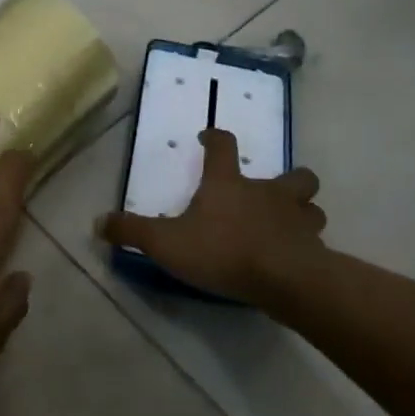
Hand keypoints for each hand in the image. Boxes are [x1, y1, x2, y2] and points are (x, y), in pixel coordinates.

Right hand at [98, 128, 324, 307]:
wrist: (283, 279)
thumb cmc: (222, 250)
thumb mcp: (166, 242)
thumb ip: (132, 231)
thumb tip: (97, 222)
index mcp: (229, 183)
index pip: (223, 146)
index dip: (215, 138)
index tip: (208, 137)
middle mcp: (267, 193)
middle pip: (292, 174)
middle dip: (288, 178)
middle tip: (273, 191)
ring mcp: (297, 219)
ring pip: (312, 205)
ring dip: (305, 210)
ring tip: (291, 224)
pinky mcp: (314, 248)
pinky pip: (317, 241)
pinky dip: (309, 244)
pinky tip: (298, 257)